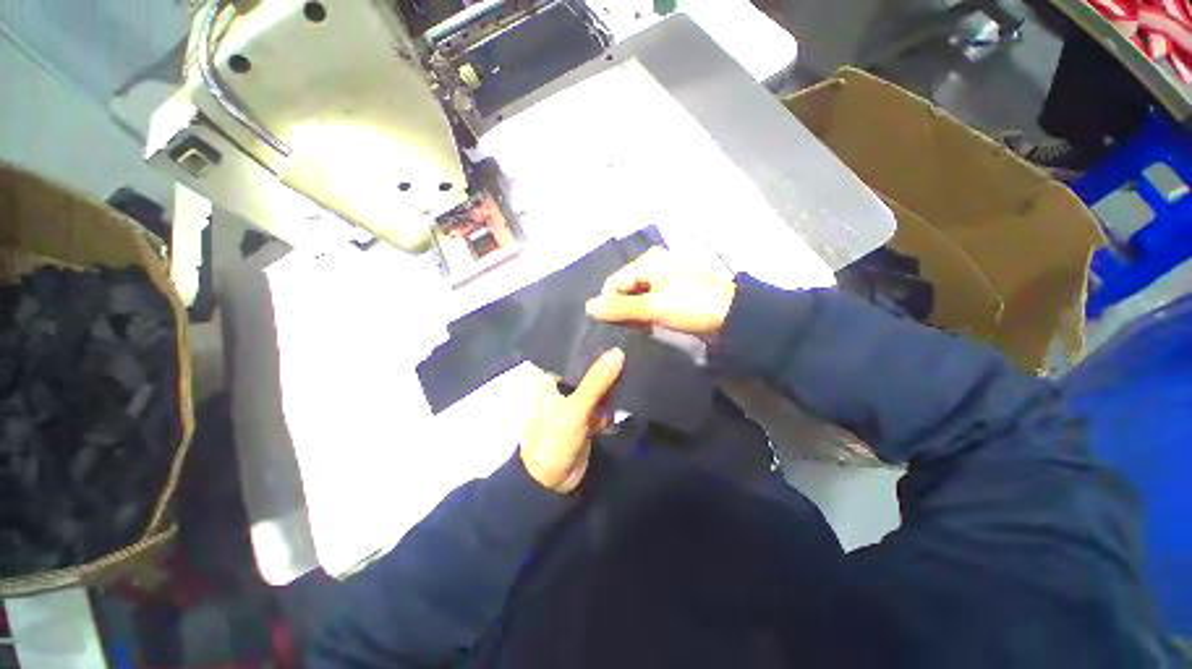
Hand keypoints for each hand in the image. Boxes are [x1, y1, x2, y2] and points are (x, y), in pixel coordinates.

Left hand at [521, 348, 624, 493]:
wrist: (552, 483)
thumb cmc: (554, 441)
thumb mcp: (575, 409)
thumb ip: (596, 382)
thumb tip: (618, 351)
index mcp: (550, 377)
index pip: (574, 352)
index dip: (594, 346)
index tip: (617, 338)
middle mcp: (561, 384)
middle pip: (589, 368)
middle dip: (606, 371)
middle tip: (626, 361)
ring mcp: (575, 400)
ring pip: (598, 385)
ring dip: (609, 392)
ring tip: (617, 390)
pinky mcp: (586, 415)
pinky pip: (602, 402)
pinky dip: (608, 408)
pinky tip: (610, 413)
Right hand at [585, 247, 736, 337]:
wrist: (733, 318)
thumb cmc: (691, 305)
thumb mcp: (653, 306)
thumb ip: (620, 307)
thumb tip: (588, 307)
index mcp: (650, 261)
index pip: (615, 281)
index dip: (608, 303)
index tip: (609, 325)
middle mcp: (655, 266)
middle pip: (625, 288)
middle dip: (621, 309)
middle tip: (622, 329)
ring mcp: (665, 281)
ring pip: (637, 298)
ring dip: (633, 314)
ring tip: (633, 330)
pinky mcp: (673, 296)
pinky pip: (650, 304)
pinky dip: (645, 316)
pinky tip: (645, 327)